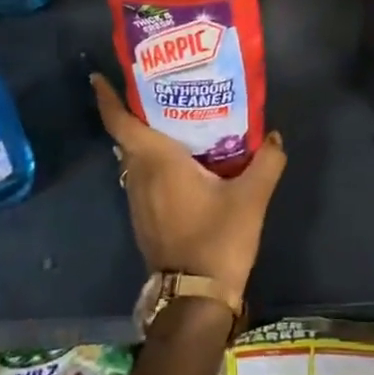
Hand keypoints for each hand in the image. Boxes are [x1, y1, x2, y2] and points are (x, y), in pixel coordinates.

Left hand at [92, 73, 286, 295]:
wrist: (195, 298)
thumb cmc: (217, 239)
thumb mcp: (251, 198)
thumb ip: (267, 162)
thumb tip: (274, 135)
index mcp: (157, 162)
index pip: (121, 123)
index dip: (108, 98)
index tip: (99, 76)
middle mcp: (139, 176)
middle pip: (128, 136)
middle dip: (137, 110)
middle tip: (160, 86)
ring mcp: (137, 200)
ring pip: (135, 158)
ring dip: (146, 137)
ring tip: (174, 117)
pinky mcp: (144, 218)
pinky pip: (142, 177)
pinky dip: (153, 161)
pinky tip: (181, 161)